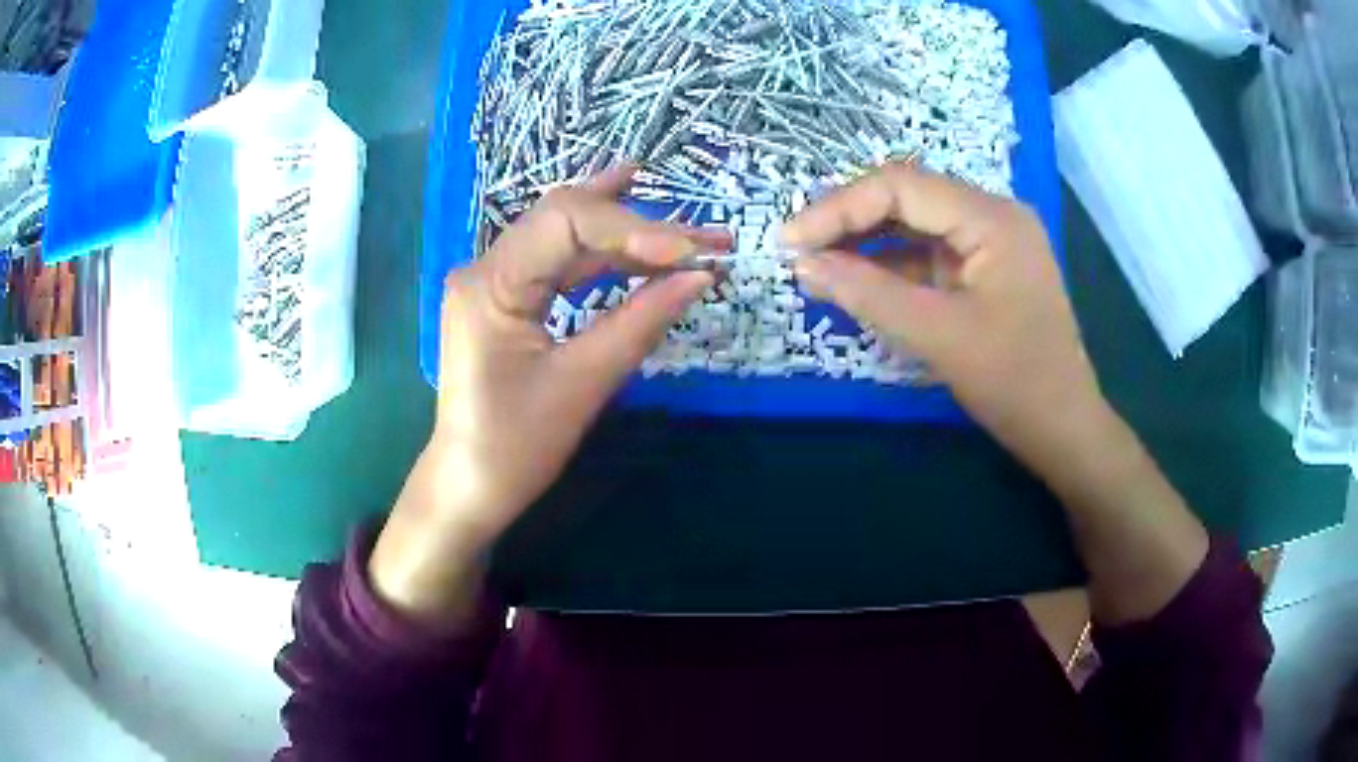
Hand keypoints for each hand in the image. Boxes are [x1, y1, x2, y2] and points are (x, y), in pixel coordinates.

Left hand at [370, 166, 720, 627]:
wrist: (469, 488)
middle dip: (639, 224)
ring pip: (567, 236)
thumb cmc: (517, 447)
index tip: (692, 253)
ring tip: (690, 234)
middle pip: (567, 218)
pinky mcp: (506, 298)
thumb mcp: (583, 383)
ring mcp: (493, 280)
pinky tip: (640, 239)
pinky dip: (606, 256)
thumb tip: (701, 276)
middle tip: (707, 236)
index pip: (567, 221)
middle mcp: (485, 267)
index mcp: (490, 284)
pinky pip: (560, 262)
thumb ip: (641, 321)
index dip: (634, 229)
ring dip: (628, 235)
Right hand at [782, 161, 1109, 473]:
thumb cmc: (1014, 383)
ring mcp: (990, 242)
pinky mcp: (984, 271)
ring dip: (866, 243)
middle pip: (907, 198)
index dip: (838, 208)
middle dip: (849, 221)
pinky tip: (856, 282)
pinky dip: (890, 267)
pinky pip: (928, 255)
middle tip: (798, 250)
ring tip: (816, 265)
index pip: (900, 187)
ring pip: (915, 225)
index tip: (789, 241)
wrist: (1064, 430)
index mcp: (991, 218)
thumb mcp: (938, 336)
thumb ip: (868, 293)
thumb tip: (803, 263)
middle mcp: (992, 215)